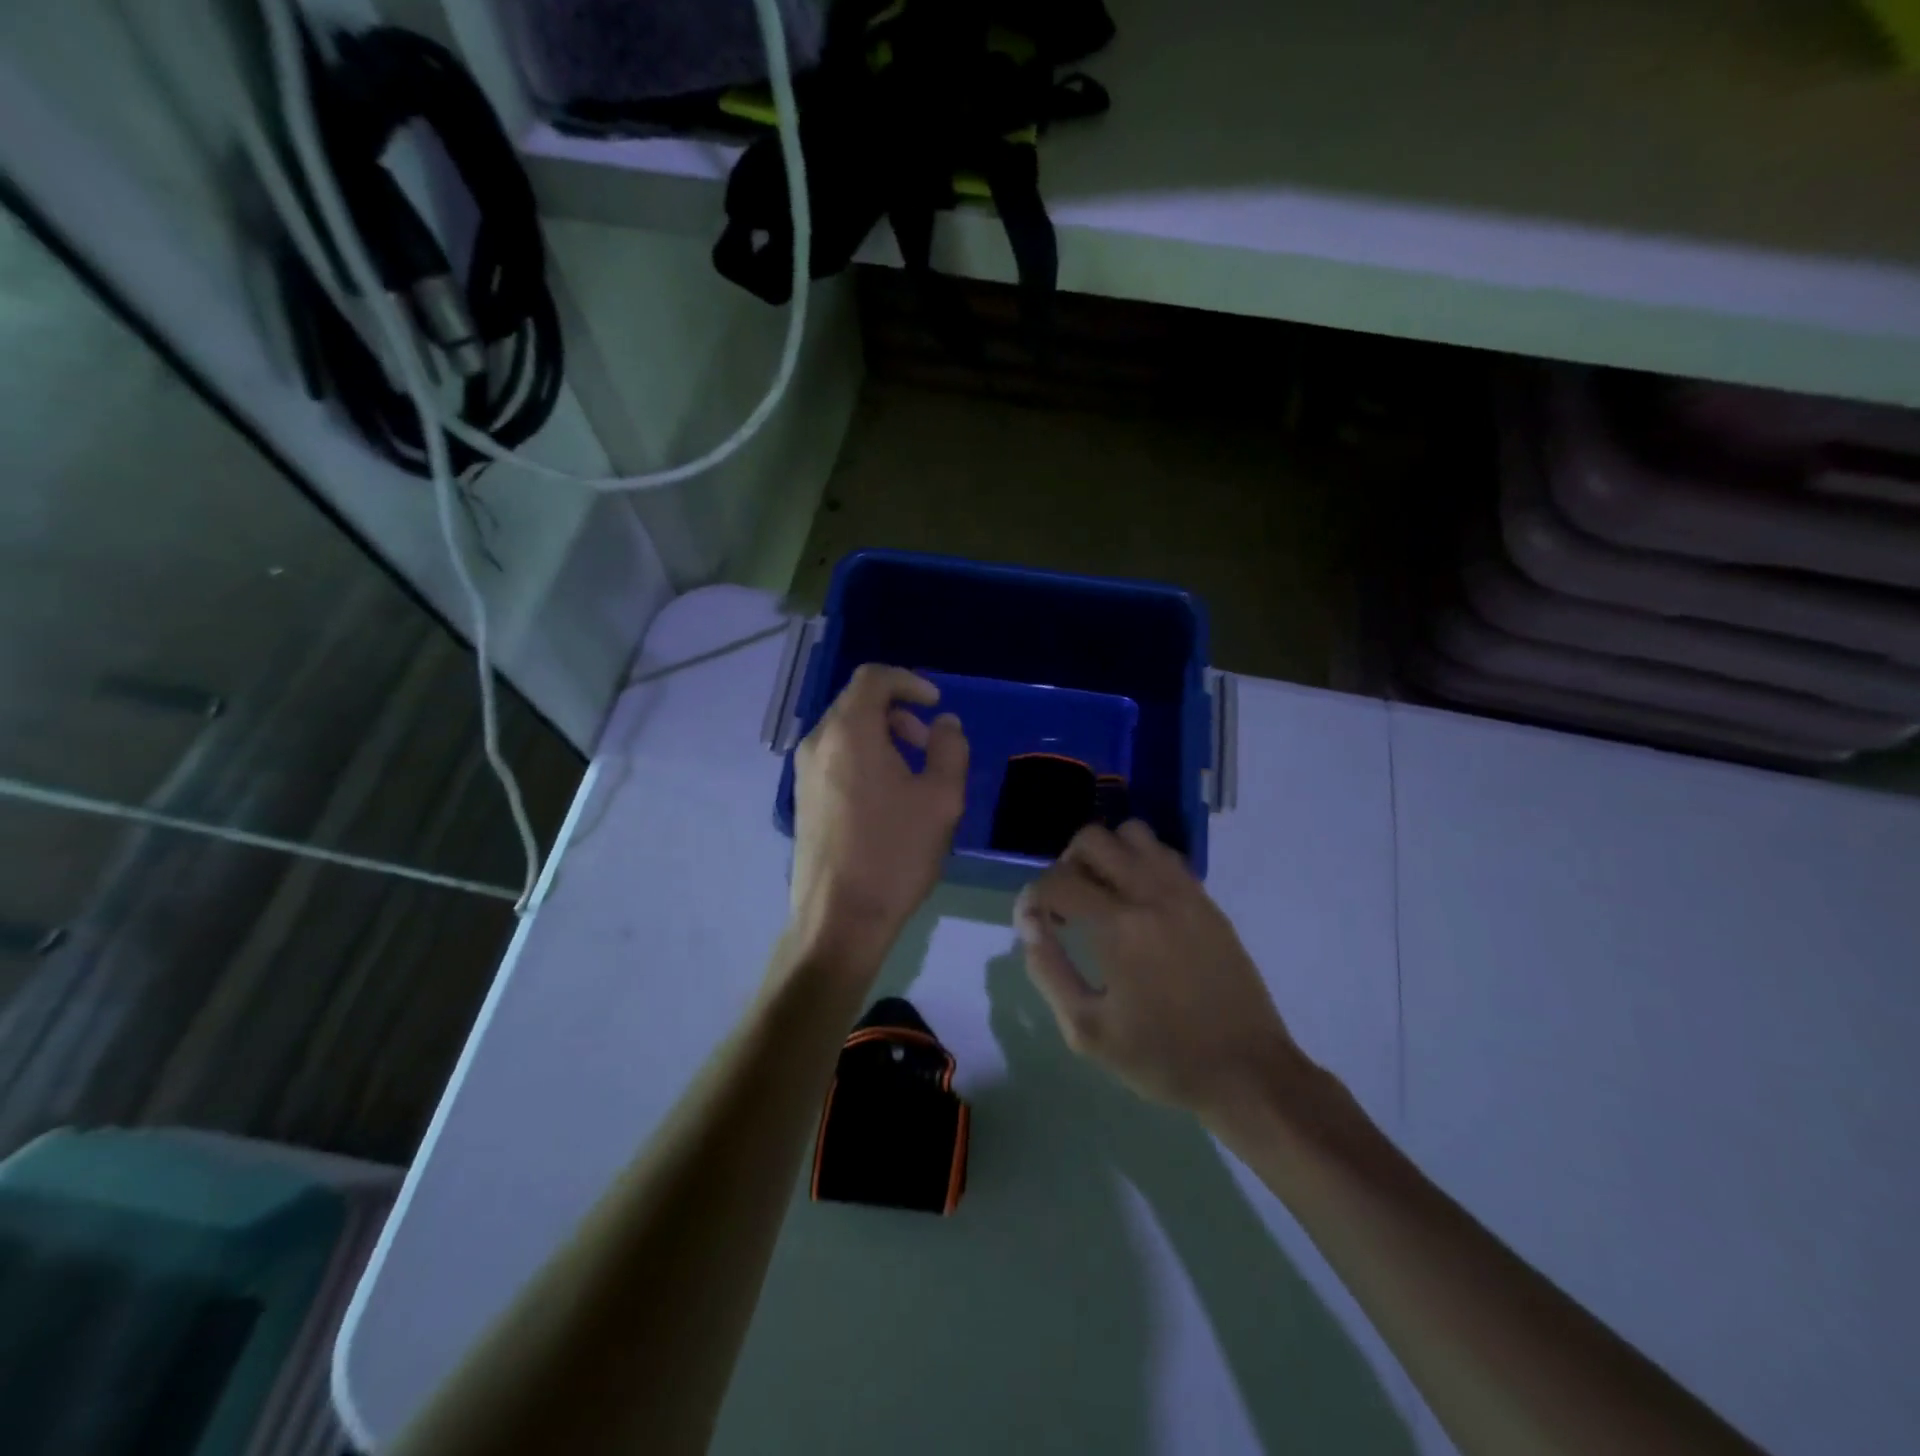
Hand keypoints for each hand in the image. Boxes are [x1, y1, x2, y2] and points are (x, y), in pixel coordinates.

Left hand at [789, 665, 968, 972]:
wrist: (839, 918)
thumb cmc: (894, 853)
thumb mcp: (941, 799)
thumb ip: (949, 749)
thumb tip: (945, 723)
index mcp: (849, 732)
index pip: (873, 677)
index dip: (909, 681)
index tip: (936, 704)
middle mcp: (817, 742)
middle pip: (857, 702)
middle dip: (898, 712)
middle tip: (928, 745)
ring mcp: (803, 772)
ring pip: (845, 730)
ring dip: (882, 736)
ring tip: (912, 774)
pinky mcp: (802, 798)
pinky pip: (834, 757)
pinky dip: (863, 757)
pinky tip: (886, 797)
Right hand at [1014, 821, 1303, 1125]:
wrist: (1247, 1072)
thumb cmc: (1161, 1058)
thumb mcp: (1087, 1029)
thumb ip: (1049, 970)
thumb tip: (1030, 924)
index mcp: (1120, 927)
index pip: (1059, 880)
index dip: (1033, 897)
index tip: (1032, 923)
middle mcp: (1152, 894)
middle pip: (1093, 838)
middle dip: (1066, 864)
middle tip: (1066, 906)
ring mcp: (1185, 891)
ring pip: (1133, 834)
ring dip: (1107, 855)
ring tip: (1102, 896)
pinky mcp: (1207, 900)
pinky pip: (1164, 855)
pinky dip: (1139, 864)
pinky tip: (1138, 904)